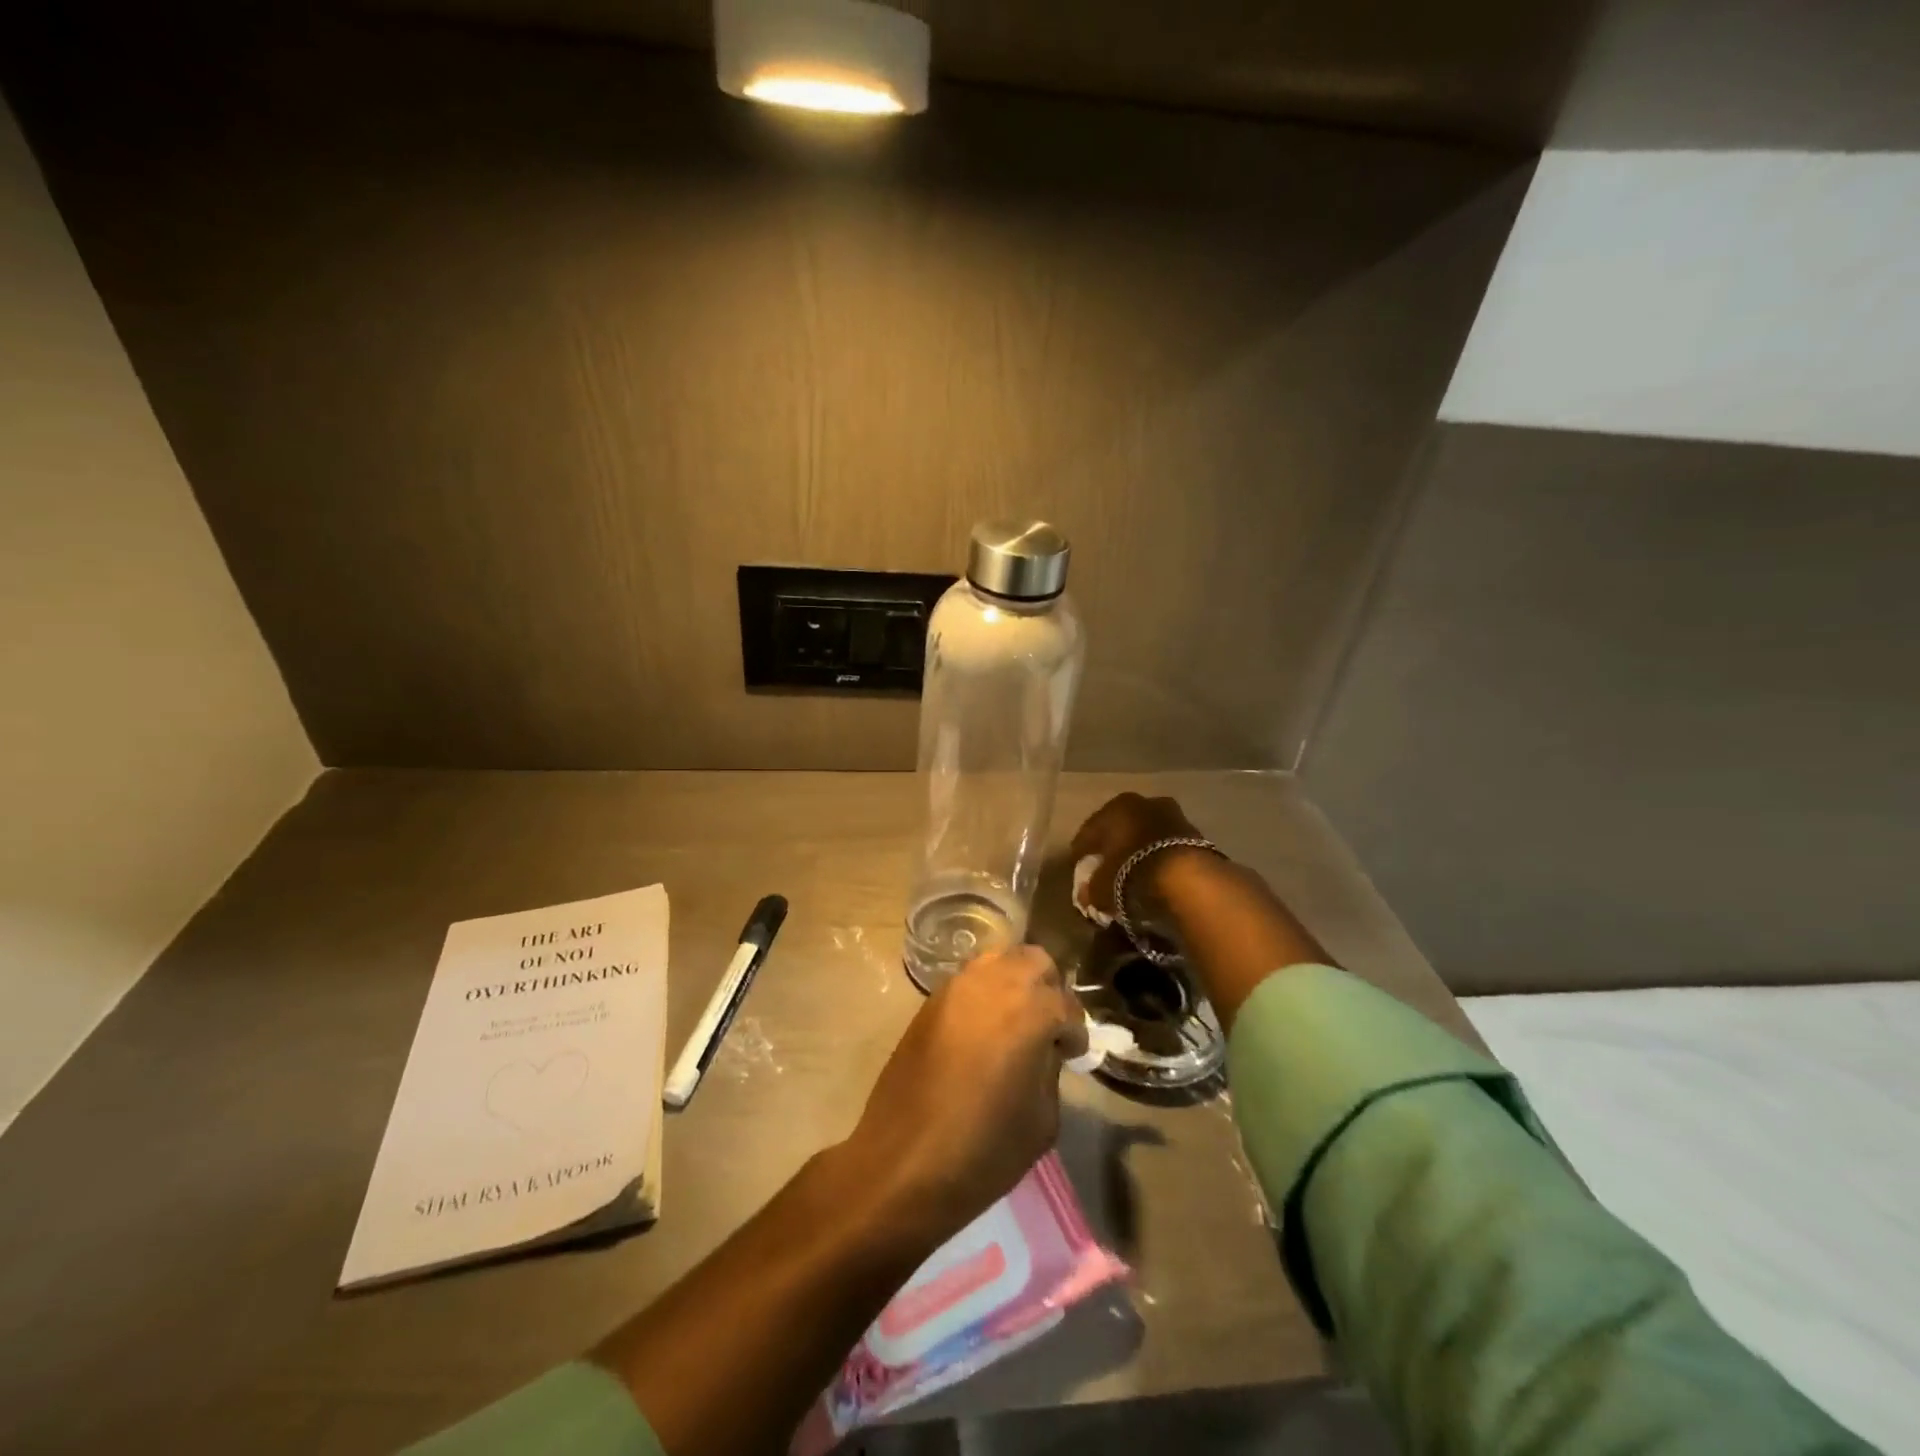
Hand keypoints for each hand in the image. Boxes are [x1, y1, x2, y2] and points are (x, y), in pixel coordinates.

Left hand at [840, 946, 1088, 1244]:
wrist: (904, 1161)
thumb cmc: (983, 1149)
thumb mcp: (1042, 1119)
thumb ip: (1050, 1069)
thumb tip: (1044, 1049)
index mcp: (1030, 1010)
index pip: (1066, 1004)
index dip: (1074, 1033)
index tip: (1072, 1056)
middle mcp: (994, 983)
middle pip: (1034, 961)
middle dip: (1048, 989)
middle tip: (1046, 1028)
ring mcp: (957, 987)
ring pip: (998, 960)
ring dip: (1014, 983)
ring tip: (1014, 1023)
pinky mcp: (930, 1000)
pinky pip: (969, 980)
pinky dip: (984, 993)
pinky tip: (983, 1031)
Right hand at [1069, 792, 1208, 920]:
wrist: (1188, 877)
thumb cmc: (1133, 872)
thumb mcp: (1102, 887)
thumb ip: (1090, 890)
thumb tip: (1086, 895)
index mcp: (1115, 807)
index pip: (1090, 831)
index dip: (1081, 851)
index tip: (1078, 867)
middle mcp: (1143, 803)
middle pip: (1121, 827)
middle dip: (1113, 846)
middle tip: (1105, 867)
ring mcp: (1173, 815)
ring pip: (1147, 833)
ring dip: (1139, 849)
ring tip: (1132, 872)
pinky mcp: (1196, 833)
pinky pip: (1167, 845)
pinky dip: (1159, 856)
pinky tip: (1155, 873)